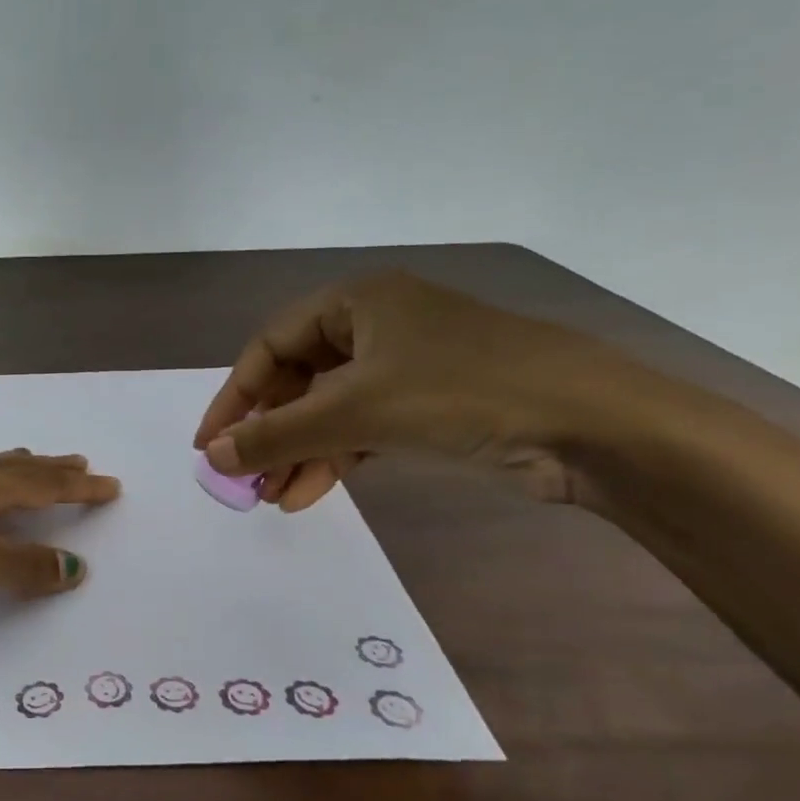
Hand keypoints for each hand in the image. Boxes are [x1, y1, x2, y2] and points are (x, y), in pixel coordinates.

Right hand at [194, 272, 638, 508]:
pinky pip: (360, 429)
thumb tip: (211, 457)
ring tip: (272, 499)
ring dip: (298, 453)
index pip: (270, 346)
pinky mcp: (427, 406)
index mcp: (356, 302)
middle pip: (298, 380)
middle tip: (243, 479)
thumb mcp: (356, 411)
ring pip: (328, 410)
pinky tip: (309, 494)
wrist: (590, 425)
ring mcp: (404, 367)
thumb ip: (277, 435)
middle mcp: (375, 326)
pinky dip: (334, 459)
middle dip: (269, 432)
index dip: (235, 396)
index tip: (209, 443)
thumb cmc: (461, 393)